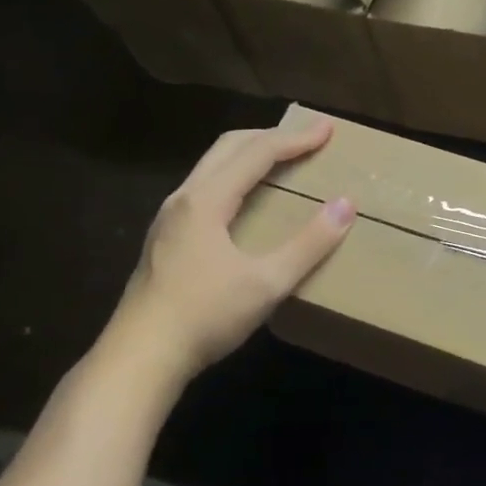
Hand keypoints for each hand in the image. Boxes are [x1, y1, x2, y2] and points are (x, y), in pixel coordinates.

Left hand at [108, 118, 353, 380]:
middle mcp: (183, 198)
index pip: (257, 153)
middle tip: (306, 137)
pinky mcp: (165, 239)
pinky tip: (246, 202)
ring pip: (212, 168)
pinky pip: (205, 189)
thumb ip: (309, 244)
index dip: (295, 138)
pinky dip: (234, 178)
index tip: (327, 129)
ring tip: (280, 160)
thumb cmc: (205, 316)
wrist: (140, 357)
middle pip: (228, 148)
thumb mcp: (267, 283)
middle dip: (270, 136)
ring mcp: (169, 219)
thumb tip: (345, 205)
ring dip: (248, 155)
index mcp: (206, 200)